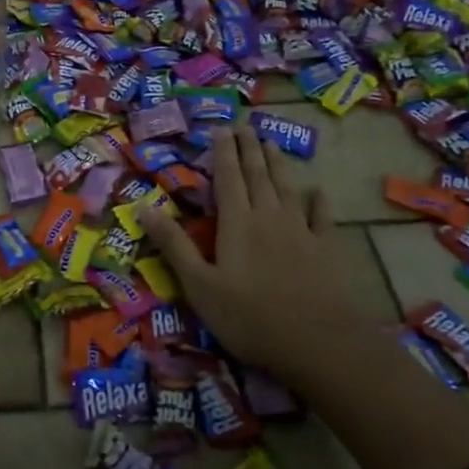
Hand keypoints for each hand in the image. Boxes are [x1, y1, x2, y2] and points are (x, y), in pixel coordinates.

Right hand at [139, 127, 373, 387]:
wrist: (318, 342)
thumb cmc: (249, 316)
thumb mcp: (199, 285)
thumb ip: (174, 245)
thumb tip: (143, 207)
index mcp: (237, 223)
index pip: (227, 178)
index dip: (222, 152)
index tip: (220, 129)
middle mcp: (269, 217)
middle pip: (257, 175)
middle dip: (249, 149)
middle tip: (245, 126)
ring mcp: (301, 231)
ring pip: (286, 187)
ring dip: (277, 164)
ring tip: (271, 144)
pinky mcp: (326, 249)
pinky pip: (321, 216)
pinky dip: (318, 201)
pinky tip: (318, 190)